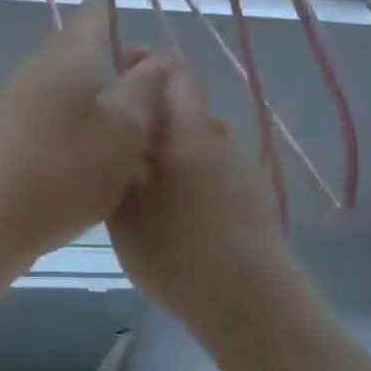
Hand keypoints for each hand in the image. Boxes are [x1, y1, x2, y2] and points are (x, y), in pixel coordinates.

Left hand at [0, 0, 171, 263]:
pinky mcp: (4, 134)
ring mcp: (15, 101)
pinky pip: (48, 116)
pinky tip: (87, 155)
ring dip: (91, 98)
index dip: (117, 15)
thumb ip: (146, 90)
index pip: (94, 14)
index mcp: (70, 55)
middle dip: (109, 62)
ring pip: (63, 85)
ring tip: (124, 127)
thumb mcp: (124, 131)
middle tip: (145, 90)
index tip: (142, 37)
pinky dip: (72, 125)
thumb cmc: (62, 170)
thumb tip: (160, 59)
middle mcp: (39, 68)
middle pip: (77, 50)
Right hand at [107, 60, 305, 349]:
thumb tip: (116, 130)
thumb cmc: (179, 251)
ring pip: (198, 141)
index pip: (174, 73)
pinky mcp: (254, 200)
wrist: (253, 306)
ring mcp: (243, 170)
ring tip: (138, 176)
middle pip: (185, 108)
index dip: (147, 64)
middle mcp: (222, 139)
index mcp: (191, 131)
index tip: (119, 69)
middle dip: (152, 113)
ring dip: (170, 146)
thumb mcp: (126, 207)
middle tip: (117, 136)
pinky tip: (172, 209)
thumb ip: (118, 161)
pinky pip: (213, 169)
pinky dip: (188, 172)